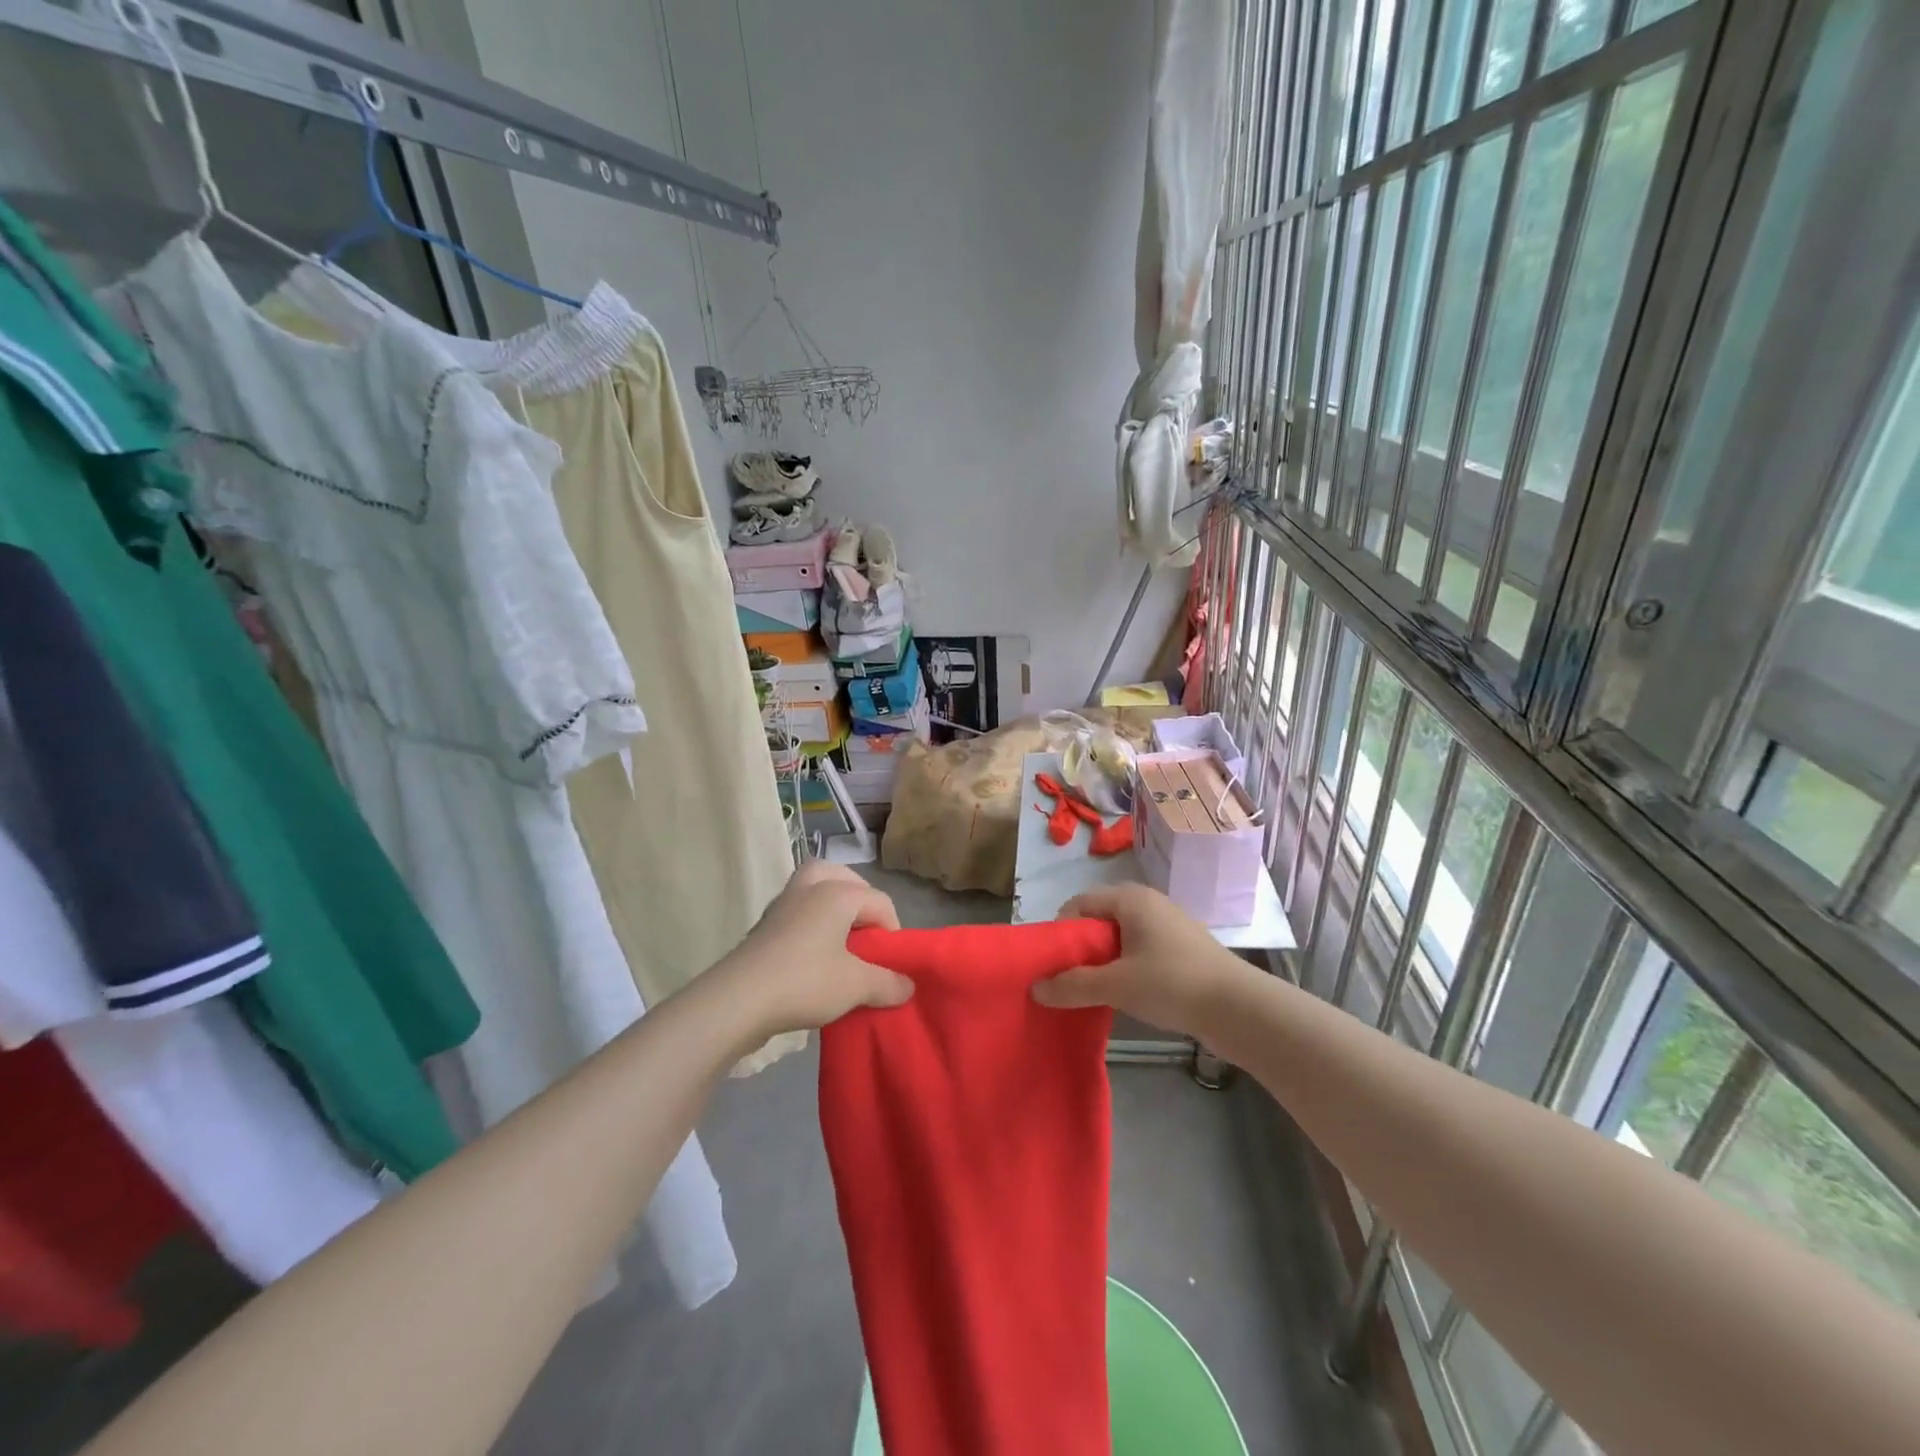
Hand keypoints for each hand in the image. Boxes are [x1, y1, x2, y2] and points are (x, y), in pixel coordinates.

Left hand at [716, 862, 912, 1036]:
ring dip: (831, 906)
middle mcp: (809, 888)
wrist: (737, 1001)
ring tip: (841, 938)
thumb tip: (908, 986)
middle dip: (859, 899)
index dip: (892, 932)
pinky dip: (810, 921)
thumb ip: (888, 983)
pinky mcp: (764, 927)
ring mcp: (782, 905)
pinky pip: (796, 911)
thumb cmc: (805, 982)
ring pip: (813, 888)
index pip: (880, 902)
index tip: (890, 965)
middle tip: (865, 932)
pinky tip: (815, 954)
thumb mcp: (856, 986)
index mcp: (837, 893)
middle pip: (841, 876)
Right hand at [1033, 883, 1245, 1034]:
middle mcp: (1149, 902)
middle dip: (1081, 948)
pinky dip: (1127, 966)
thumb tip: (1035, 988)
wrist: (1239, 1008)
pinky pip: (1142, 948)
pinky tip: (1128, 993)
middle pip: (1100, 919)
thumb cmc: (1172, 983)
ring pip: (1121, 936)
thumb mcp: (1116, 985)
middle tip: (1071, 979)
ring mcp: (1169, 924)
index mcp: (1130, 899)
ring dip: (1104, 960)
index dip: (1061, 932)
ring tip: (1096, 990)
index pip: (1079, 904)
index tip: (1054, 964)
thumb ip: (1073, 985)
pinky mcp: (1183, 947)